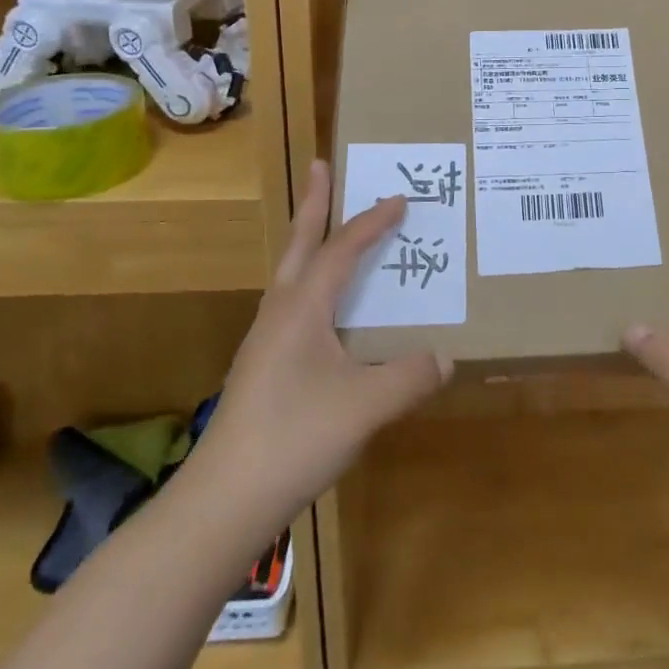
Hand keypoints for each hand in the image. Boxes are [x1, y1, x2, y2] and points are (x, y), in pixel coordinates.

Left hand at [191, 161, 449, 526]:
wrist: (223, 502)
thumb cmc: (295, 437)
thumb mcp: (366, 405)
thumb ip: (410, 376)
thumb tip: (445, 357)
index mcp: (302, 309)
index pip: (342, 250)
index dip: (372, 222)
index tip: (400, 199)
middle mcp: (279, 314)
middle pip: (298, 246)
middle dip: (313, 204)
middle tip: (319, 166)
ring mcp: (265, 342)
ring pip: (291, 276)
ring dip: (310, 244)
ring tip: (328, 231)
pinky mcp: (262, 369)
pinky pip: (293, 307)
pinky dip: (313, 286)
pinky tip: (327, 313)